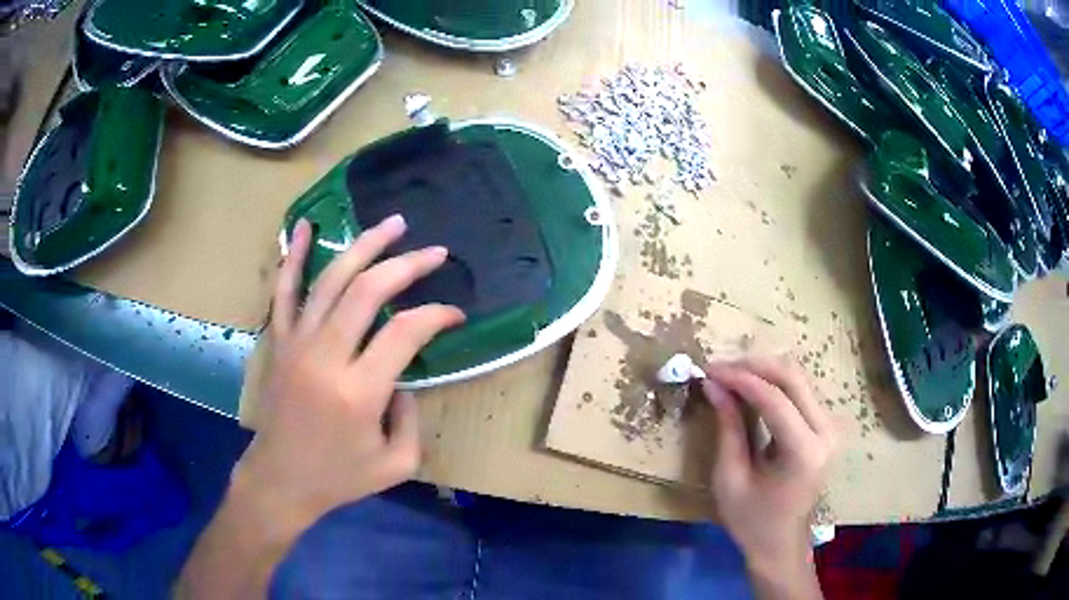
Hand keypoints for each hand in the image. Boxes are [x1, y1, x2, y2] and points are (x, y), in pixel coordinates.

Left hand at [177, 214, 463, 598]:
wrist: (280, 479)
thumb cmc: (338, 477)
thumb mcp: (396, 463)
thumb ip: (412, 418)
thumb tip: (405, 378)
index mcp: (358, 391)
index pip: (405, 332)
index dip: (436, 316)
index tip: (455, 315)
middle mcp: (325, 357)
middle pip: (368, 291)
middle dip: (407, 265)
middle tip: (435, 253)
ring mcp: (296, 343)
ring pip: (330, 280)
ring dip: (364, 246)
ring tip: (392, 223)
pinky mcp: (278, 341)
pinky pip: (284, 290)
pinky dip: (293, 255)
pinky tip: (306, 225)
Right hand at [702, 356, 833, 584]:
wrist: (781, 543)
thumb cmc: (751, 520)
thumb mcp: (730, 478)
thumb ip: (727, 427)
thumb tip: (713, 385)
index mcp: (803, 451)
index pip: (774, 398)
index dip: (740, 379)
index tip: (709, 370)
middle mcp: (825, 431)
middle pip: (792, 377)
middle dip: (753, 366)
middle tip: (719, 369)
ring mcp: (829, 427)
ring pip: (798, 378)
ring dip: (763, 371)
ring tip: (729, 376)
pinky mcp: (825, 426)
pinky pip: (800, 391)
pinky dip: (773, 383)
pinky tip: (749, 387)